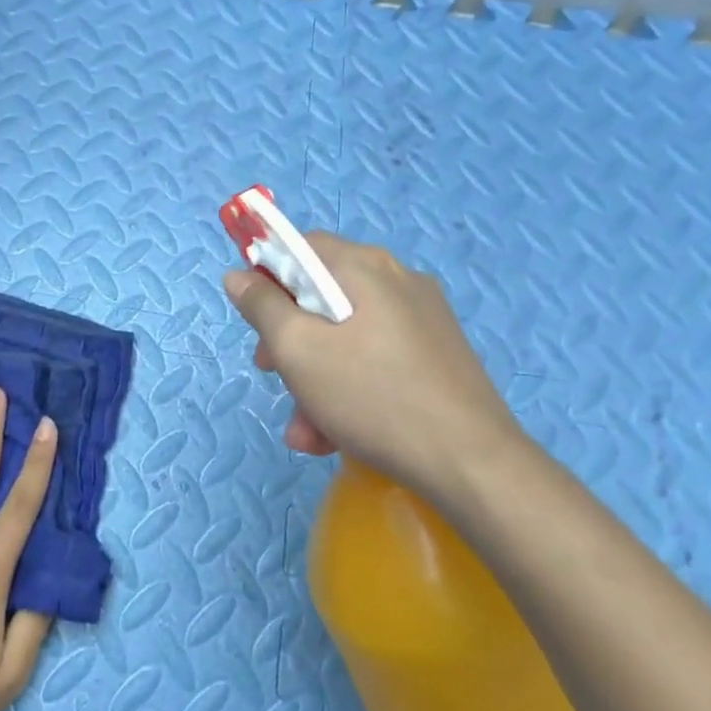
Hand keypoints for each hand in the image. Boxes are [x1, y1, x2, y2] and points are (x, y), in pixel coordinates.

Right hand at [223, 232, 526, 497]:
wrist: (473, 464)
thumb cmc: (373, 396)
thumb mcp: (298, 350)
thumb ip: (262, 306)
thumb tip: (237, 275)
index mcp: (365, 266)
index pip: (300, 246)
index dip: (266, 275)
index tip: (254, 319)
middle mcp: (397, 280)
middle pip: (321, 294)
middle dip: (288, 337)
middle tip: (271, 372)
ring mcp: (423, 318)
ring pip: (345, 334)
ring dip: (314, 375)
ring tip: (306, 430)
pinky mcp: (438, 355)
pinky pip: (375, 357)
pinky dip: (349, 386)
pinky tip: (337, 434)